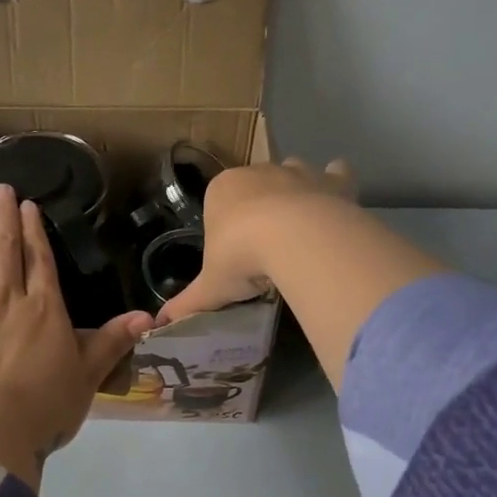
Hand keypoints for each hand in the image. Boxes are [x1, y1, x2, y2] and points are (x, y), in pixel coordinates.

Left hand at [0, 185, 151, 486]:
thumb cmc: (45, 406)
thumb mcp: (88, 376)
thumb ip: (113, 342)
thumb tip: (149, 317)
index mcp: (45, 309)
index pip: (40, 260)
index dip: (34, 231)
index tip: (28, 205)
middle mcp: (7, 300)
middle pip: (6, 250)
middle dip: (5, 217)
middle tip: (1, 188)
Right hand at [157, 158, 357, 324]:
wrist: (296, 241)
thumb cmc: (241, 258)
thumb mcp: (211, 287)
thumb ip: (187, 303)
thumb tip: (159, 325)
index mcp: (222, 190)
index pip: (218, 202)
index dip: (226, 226)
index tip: (234, 254)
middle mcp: (258, 172)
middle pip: (256, 185)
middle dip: (259, 207)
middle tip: (266, 247)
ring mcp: (298, 172)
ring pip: (293, 172)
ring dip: (296, 192)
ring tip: (300, 229)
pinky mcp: (333, 181)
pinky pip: (336, 173)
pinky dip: (336, 184)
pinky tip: (336, 206)